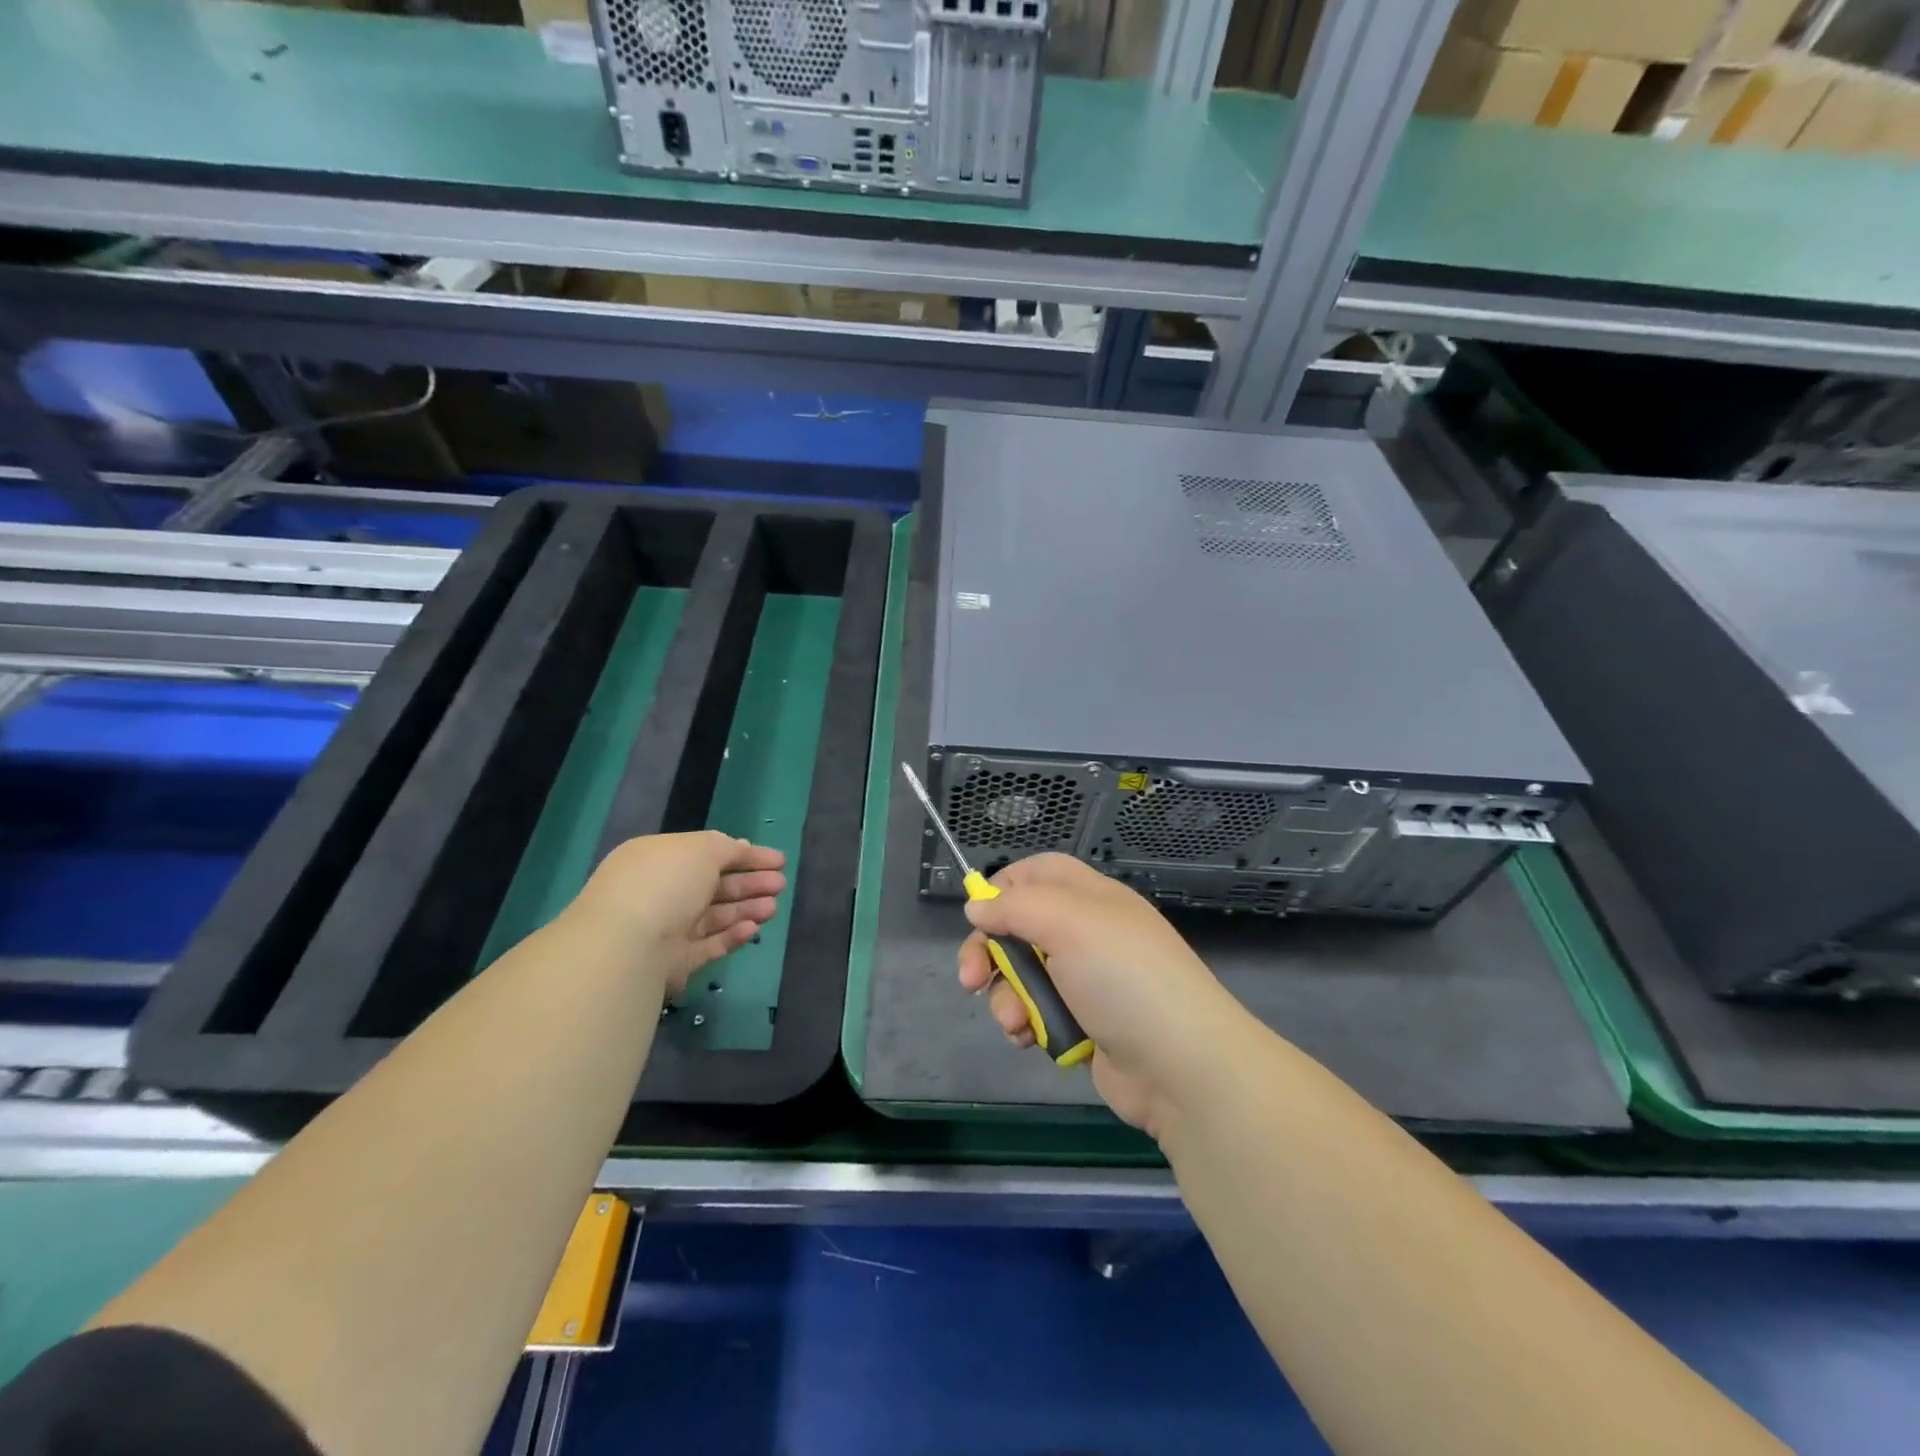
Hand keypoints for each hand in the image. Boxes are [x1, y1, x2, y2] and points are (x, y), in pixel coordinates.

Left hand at [573, 831, 785, 998]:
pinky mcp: (673, 962)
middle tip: (780, 884)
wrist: (626, 945)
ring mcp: (666, 928)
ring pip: (714, 916)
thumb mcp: (702, 849)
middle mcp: (660, 891)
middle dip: (750, 883)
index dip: (745, 855)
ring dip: (746, 909)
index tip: (778, 860)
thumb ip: (728, 848)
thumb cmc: (665, 883)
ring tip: (773, 907)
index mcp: (659, 859)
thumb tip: (742, 848)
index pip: (708, 854)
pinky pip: (708, 945)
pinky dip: (732, 935)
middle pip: (714, 886)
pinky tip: (754, 929)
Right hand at [956, 853, 1241, 1137]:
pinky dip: (1027, 1024)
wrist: (1181, 1067)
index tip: (978, 912)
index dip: (1005, 885)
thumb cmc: (1124, 979)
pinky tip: (1029, 1040)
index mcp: (1091, 899)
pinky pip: (1038, 1012)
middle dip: (989, 952)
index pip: (1040, 873)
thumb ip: (1016, 907)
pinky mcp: (1083, 1024)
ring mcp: (1086, 981)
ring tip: (1015, 1023)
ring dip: (1007, 997)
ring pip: (1023, 975)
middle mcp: (1087, 934)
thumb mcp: (1069, 924)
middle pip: (1020, 927)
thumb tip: (977, 905)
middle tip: (970, 979)